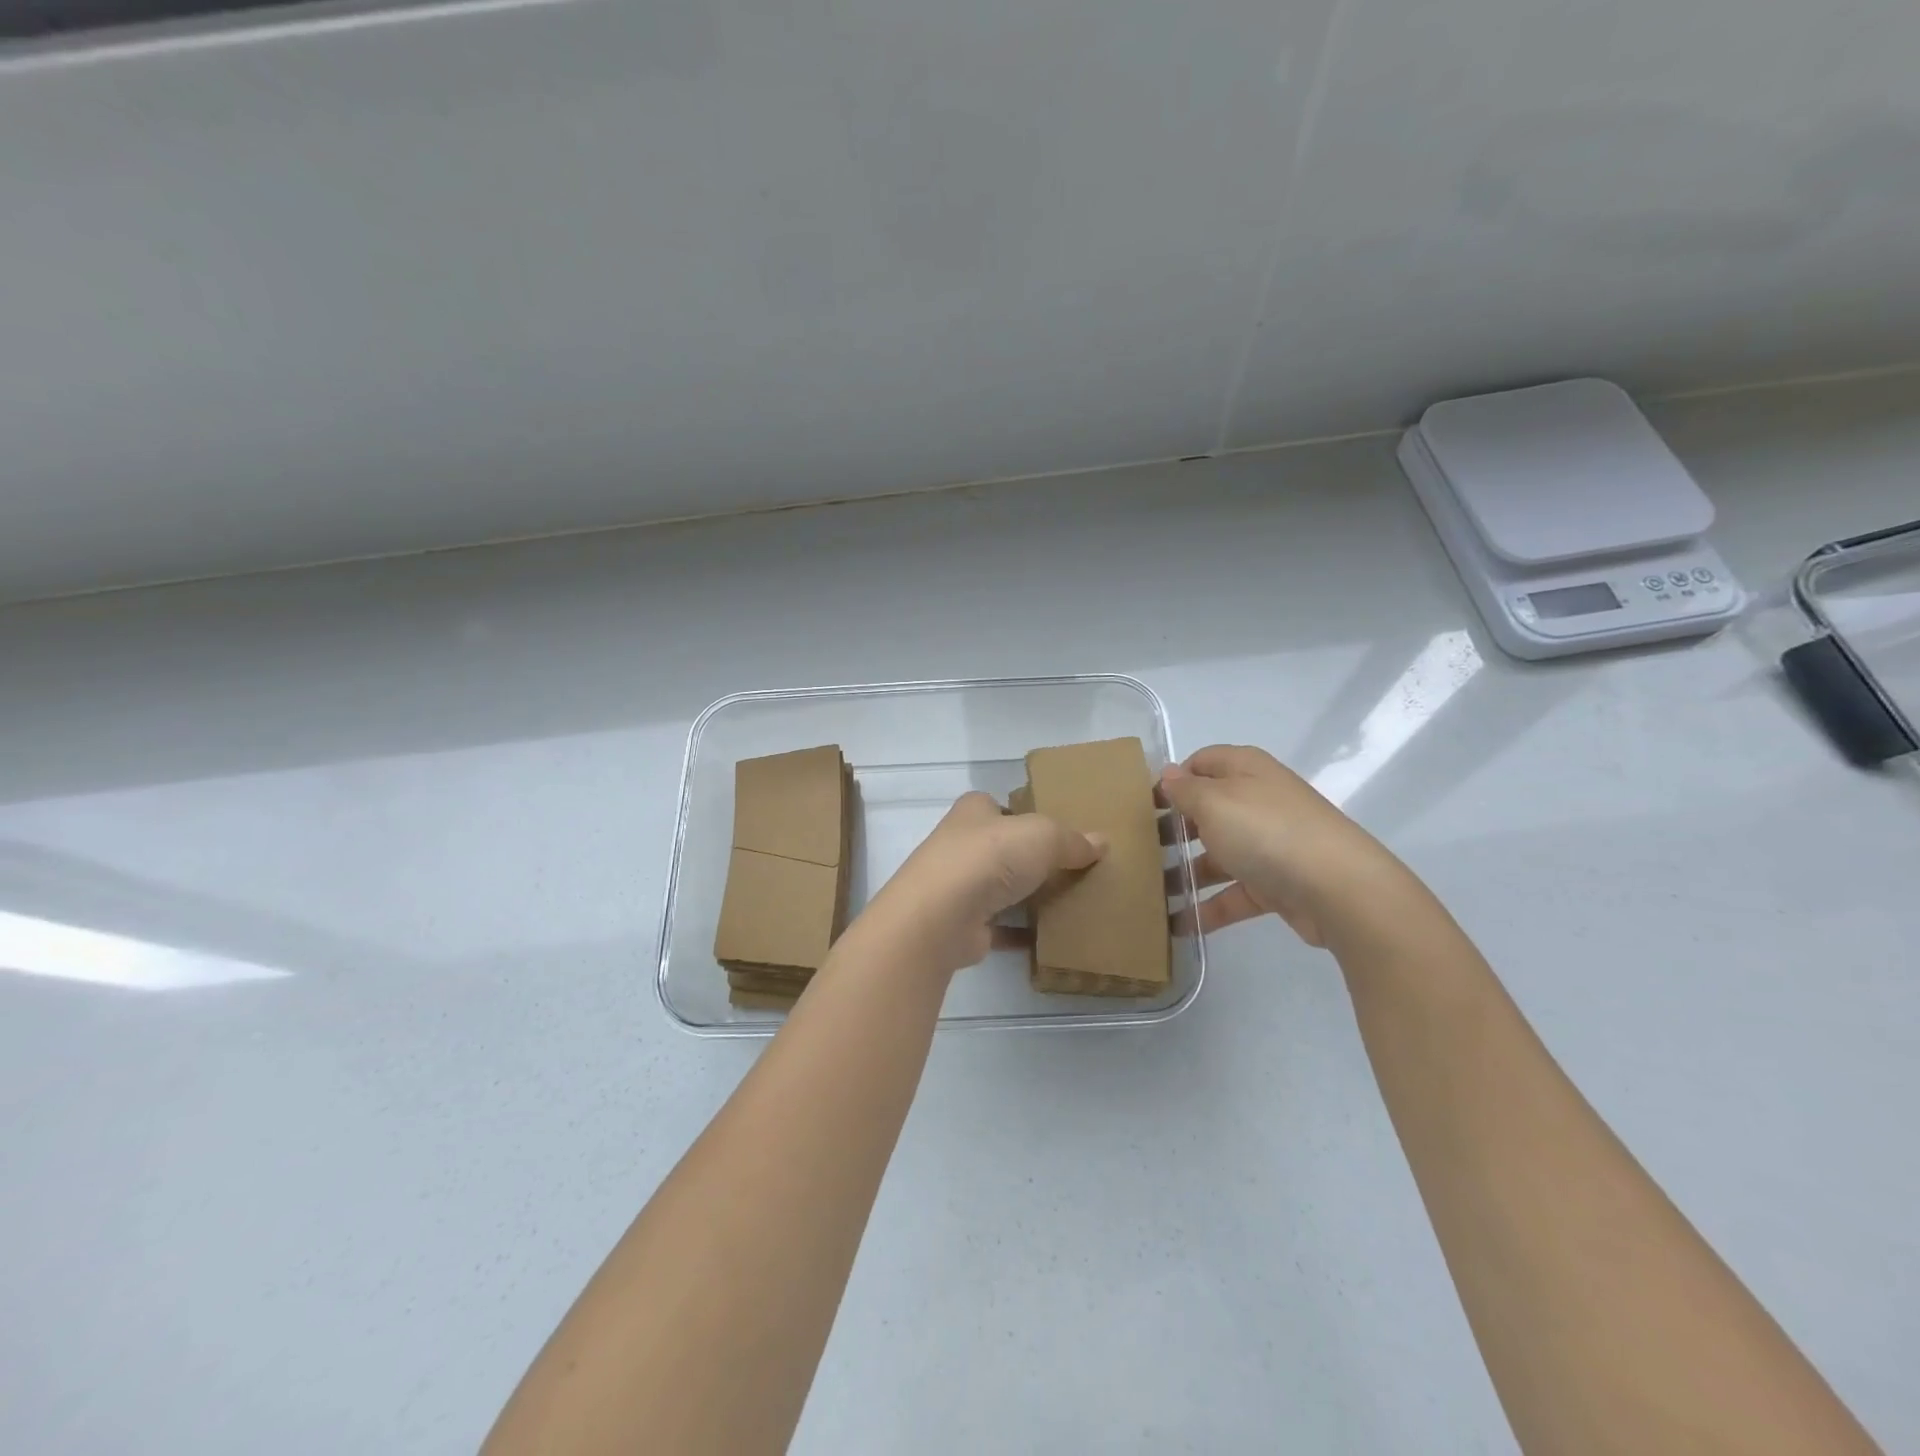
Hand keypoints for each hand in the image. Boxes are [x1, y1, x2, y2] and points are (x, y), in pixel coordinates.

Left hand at [857, 791, 1105, 975]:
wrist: (940, 917)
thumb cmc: (988, 858)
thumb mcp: (1041, 836)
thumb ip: (1071, 839)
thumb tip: (1101, 842)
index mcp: (973, 812)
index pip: (999, 806)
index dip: (1026, 814)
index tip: (1057, 830)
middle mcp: (961, 845)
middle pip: (1002, 848)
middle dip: (1030, 857)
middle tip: (1072, 868)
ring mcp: (958, 887)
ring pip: (1000, 887)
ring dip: (1026, 896)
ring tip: (1069, 902)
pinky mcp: (963, 925)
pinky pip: (1000, 927)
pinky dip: (1021, 933)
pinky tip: (1050, 938)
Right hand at [1160, 745, 1405, 946]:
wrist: (1339, 889)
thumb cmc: (1266, 831)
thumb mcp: (1213, 802)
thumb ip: (1185, 789)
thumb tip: (1169, 775)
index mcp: (1245, 771)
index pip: (1201, 763)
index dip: (1172, 779)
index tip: (1142, 804)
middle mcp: (1258, 802)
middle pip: (1207, 810)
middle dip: (1173, 829)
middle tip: (1137, 848)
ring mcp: (1269, 844)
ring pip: (1217, 855)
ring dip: (1184, 872)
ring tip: (1148, 891)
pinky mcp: (1275, 884)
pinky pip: (1233, 893)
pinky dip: (1207, 907)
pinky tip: (1177, 925)